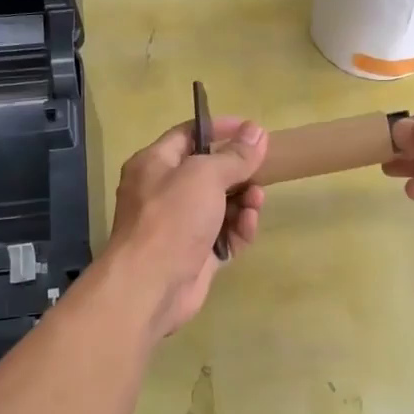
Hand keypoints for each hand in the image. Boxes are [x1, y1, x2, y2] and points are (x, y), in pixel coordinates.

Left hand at [106, 116, 267, 335]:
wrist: (151, 285)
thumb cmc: (172, 218)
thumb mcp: (205, 176)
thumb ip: (234, 155)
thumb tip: (257, 132)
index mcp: (155, 164)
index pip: (188, 134)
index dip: (220, 128)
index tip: (252, 130)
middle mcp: (164, 192)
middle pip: (209, 172)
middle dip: (238, 171)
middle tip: (263, 171)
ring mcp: (180, 225)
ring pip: (221, 205)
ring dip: (243, 201)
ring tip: (256, 203)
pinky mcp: (196, 254)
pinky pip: (224, 234)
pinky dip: (238, 229)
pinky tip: (248, 227)